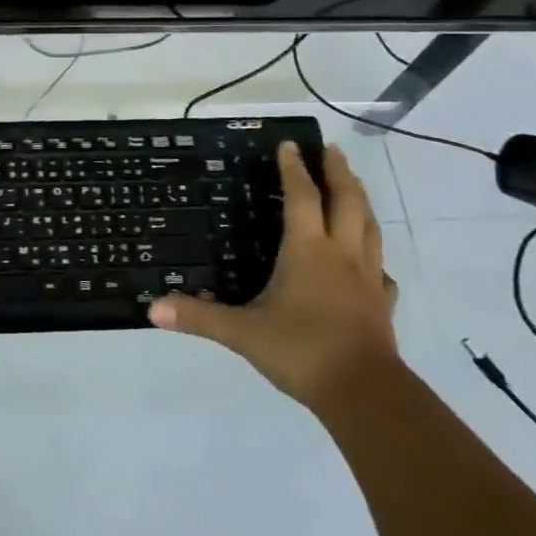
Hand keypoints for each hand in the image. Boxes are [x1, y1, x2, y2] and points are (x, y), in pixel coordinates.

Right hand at [149, 141, 398, 406]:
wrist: (363, 392)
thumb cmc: (301, 350)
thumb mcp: (242, 333)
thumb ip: (199, 317)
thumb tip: (152, 307)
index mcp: (307, 250)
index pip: (301, 197)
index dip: (294, 169)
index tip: (289, 143)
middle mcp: (341, 254)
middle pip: (346, 201)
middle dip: (338, 172)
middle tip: (331, 149)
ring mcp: (368, 278)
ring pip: (369, 228)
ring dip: (361, 202)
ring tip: (355, 187)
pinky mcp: (382, 305)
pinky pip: (382, 273)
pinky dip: (377, 259)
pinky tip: (374, 265)